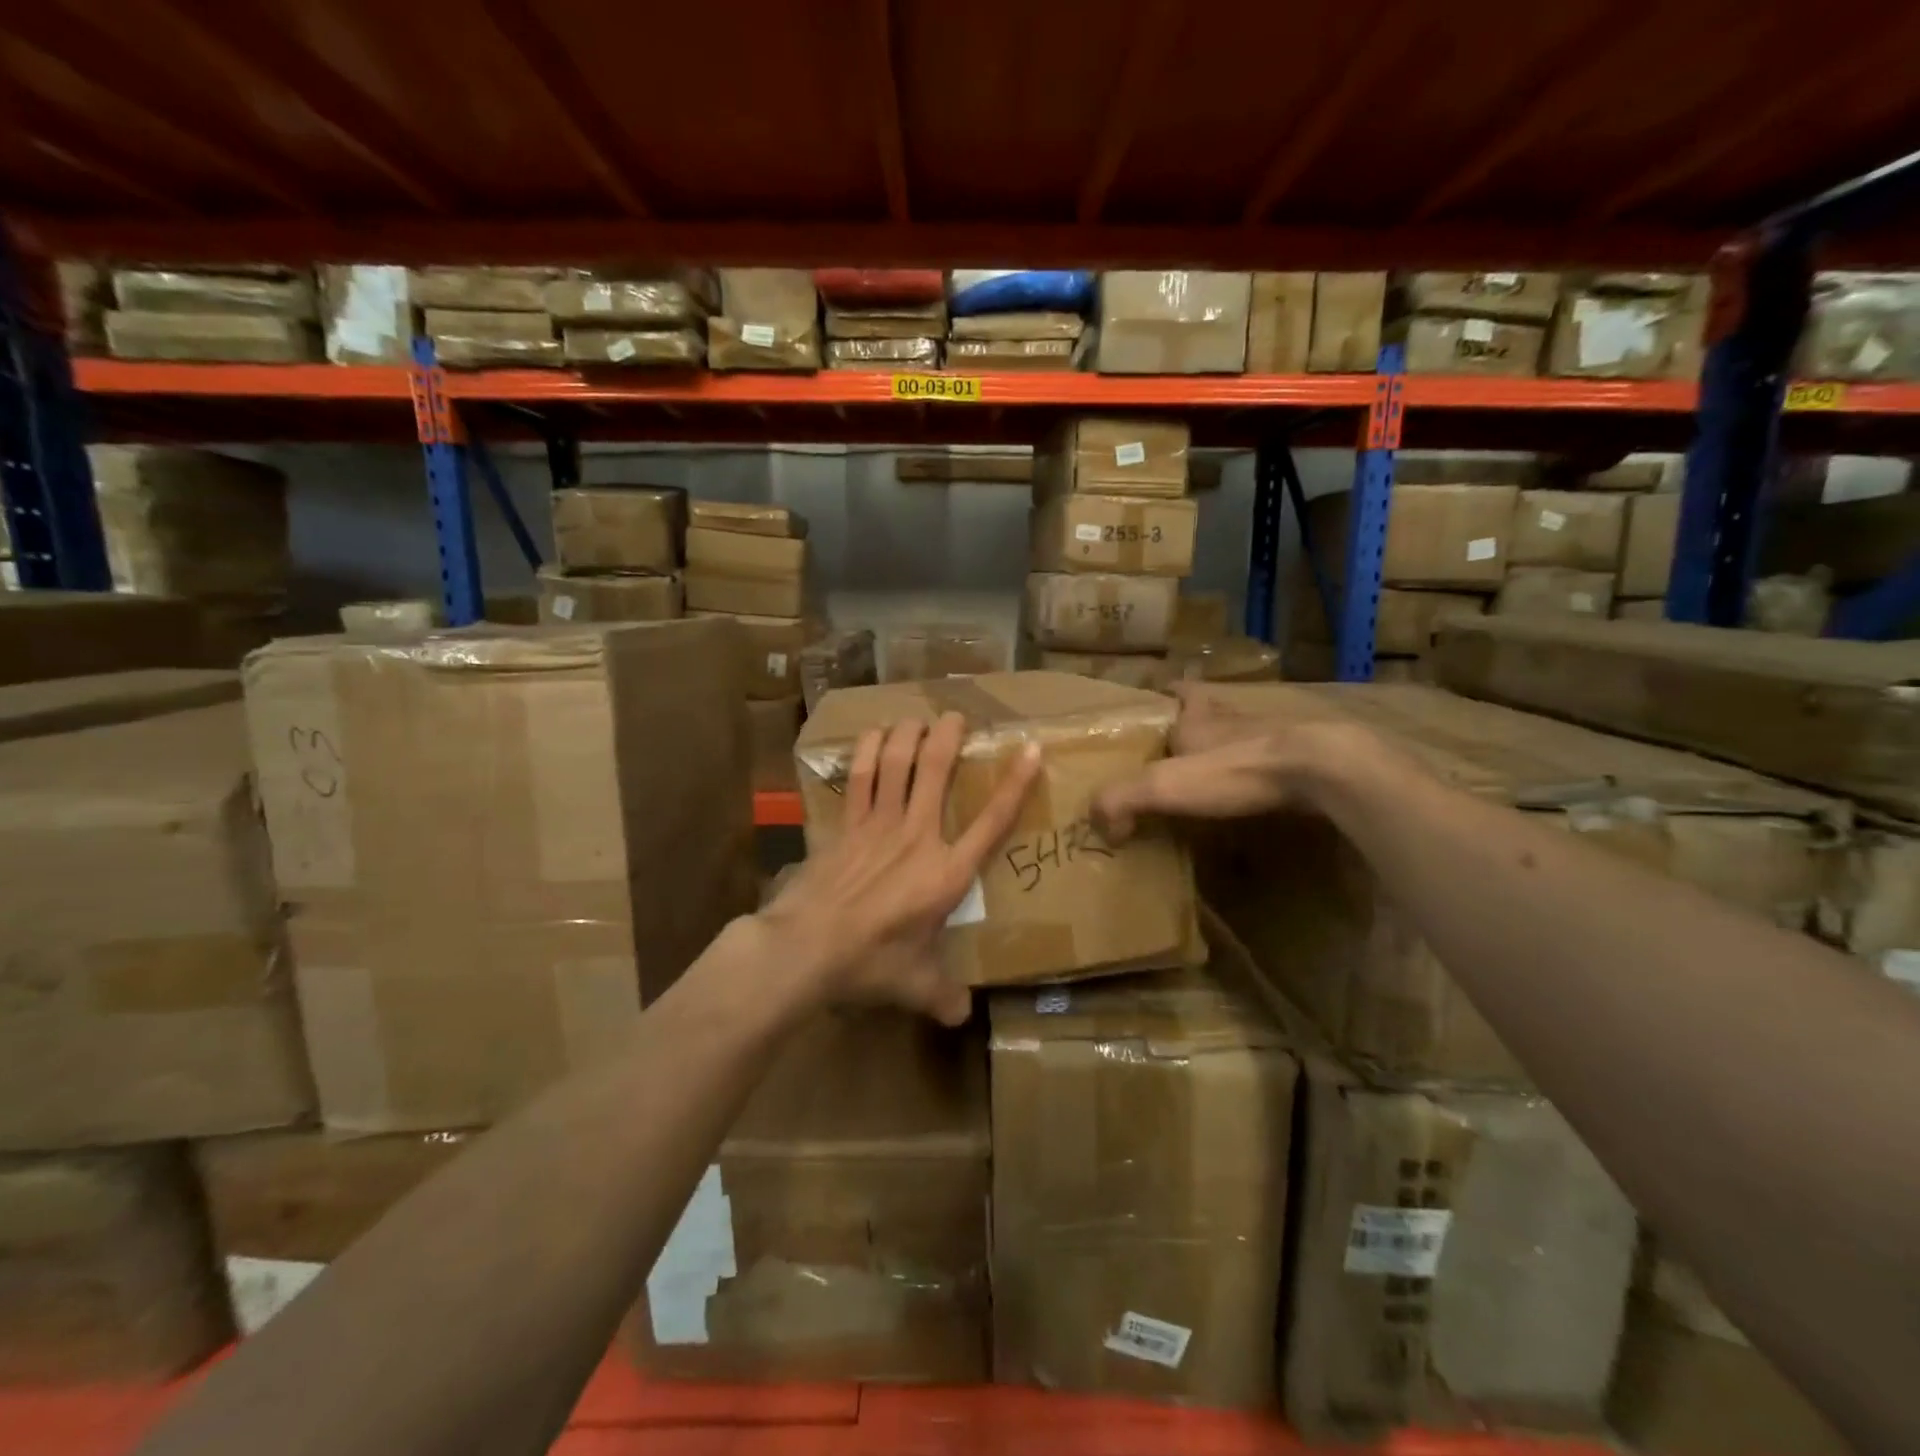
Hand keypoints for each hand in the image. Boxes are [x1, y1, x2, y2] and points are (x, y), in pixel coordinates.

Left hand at [760, 712, 1040, 1024]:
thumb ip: (943, 996)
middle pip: (937, 771)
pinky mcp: (845, 825)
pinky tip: (872, 733)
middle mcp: (917, 837)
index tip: (1030, 749)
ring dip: (909, 735)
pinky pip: (858, 778)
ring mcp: (877, 825)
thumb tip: (963, 1016)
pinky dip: (866, 751)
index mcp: (946, 873)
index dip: (1015, 785)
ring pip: (896, 763)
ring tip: (917, 718)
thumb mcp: (914, 985)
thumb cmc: (869, 963)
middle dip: (949, 737)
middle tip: (957, 715)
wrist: (806, 947)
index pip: (991, 822)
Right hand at [1090, 686, 1376, 841]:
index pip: (1183, 690)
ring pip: (1244, 736)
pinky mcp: (1303, 763)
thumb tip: (1100, 825)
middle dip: (1197, 722)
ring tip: (1212, 774)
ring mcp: (1273, 739)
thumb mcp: (1163, 784)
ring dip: (1229, 749)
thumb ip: (1122, 800)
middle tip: (1178, 745)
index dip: (1171, 689)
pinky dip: (1260, 775)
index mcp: (1200, 716)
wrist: (1320, 770)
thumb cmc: (1235, 768)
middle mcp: (1235, 719)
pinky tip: (1253, 797)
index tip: (1160, 693)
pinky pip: (1273, 764)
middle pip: (1213, 711)